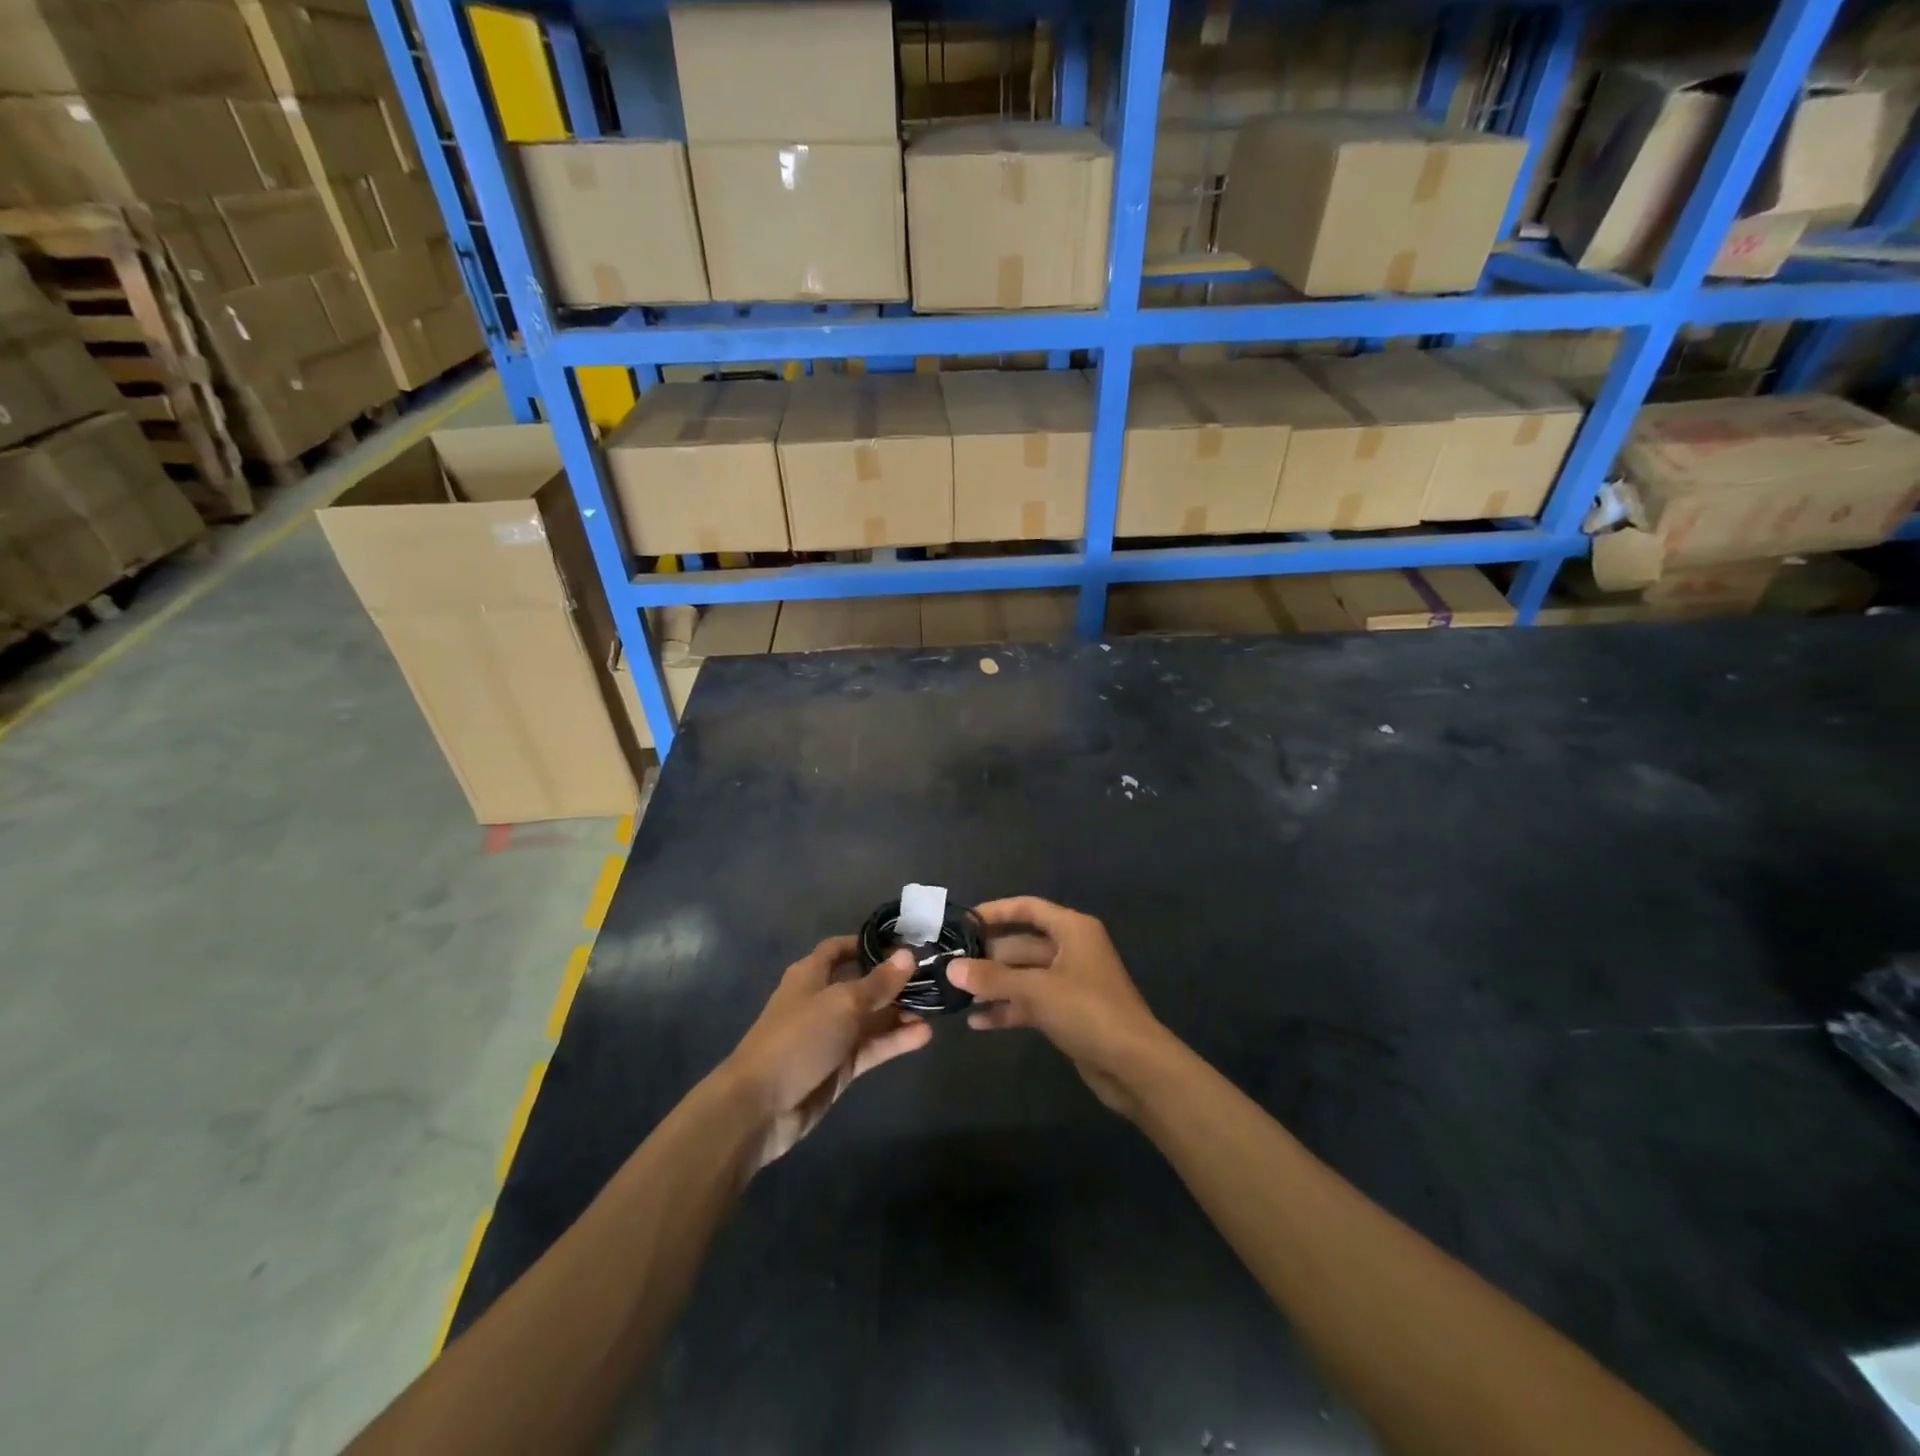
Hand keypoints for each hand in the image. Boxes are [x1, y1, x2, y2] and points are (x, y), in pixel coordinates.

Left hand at [721, 936, 931, 1168]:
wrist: (760, 1106)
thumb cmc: (798, 1038)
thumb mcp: (842, 1003)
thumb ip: (878, 983)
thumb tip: (908, 955)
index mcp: (811, 975)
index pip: (839, 949)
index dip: (866, 943)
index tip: (902, 941)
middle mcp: (822, 1000)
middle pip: (862, 984)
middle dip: (894, 981)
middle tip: (933, 977)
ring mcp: (832, 1035)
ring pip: (872, 1018)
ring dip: (900, 1012)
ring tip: (936, 1007)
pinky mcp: (840, 1067)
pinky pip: (873, 1047)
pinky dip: (895, 1041)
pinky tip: (924, 1036)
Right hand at [948, 897, 1171, 1118]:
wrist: (1134, 1065)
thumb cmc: (1088, 1011)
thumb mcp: (1036, 990)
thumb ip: (993, 978)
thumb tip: (952, 968)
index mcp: (1072, 929)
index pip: (1028, 908)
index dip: (995, 912)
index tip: (963, 922)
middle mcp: (1071, 949)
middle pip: (1022, 944)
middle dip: (988, 956)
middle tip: (950, 966)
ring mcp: (1070, 982)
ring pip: (1024, 976)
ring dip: (995, 985)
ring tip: (957, 995)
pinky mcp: (1068, 1012)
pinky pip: (1031, 1002)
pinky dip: (1008, 1009)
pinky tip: (978, 1022)